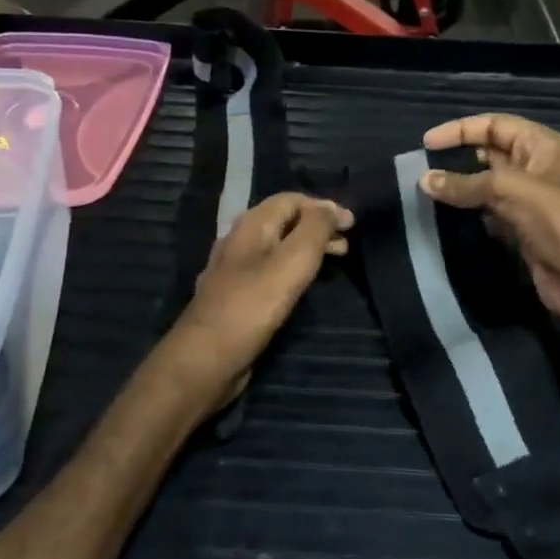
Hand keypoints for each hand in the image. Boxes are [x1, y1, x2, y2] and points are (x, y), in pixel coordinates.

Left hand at [167, 193, 351, 408]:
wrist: (207, 358)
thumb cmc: (252, 306)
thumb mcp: (292, 262)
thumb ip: (314, 230)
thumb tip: (330, 206)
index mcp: (251, 225)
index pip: (291, 200)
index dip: (323, 207)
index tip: (352, 224)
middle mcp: (239, 241)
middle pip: (284, 222)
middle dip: (318, 228)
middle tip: (347, 245)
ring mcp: (234, 270)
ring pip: (277, 247)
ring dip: (307, 249)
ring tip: (334, 263)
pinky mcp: (236, 296)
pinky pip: (270, 271)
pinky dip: (293, 269)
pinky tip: (304, 286)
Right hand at [420, 114, 559, 330]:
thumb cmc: (558, 221)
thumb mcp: (511, 191)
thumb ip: (467, 184)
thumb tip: (424, 180)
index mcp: (542, 146)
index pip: (495, 125)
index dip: (461, 130)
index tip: (426, 144)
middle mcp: (535, 168)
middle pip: (489, 153)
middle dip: (457, 157)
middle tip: (422, 169)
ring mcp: (528, 200)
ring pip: (486, 185)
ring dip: (460, 187)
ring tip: (426, 191)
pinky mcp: (521, 228)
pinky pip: (488, 212)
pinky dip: (468, 212)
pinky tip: (445, 217)